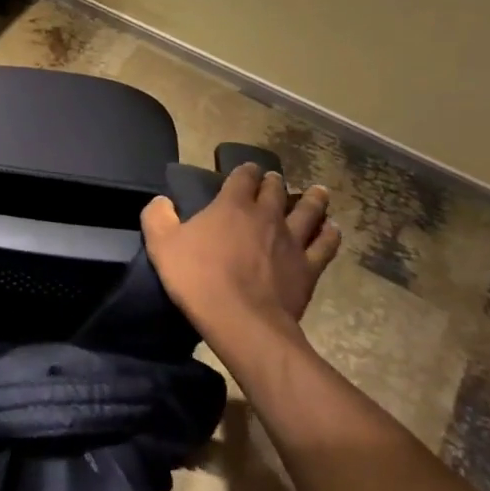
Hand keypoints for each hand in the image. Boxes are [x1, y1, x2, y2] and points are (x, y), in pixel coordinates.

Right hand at [140, 166, 341, 367]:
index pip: (242, 177)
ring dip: (312, 199)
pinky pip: (325, 245)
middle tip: (275, 180)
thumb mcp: (161, 244)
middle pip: (276, 190)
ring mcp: (291, 241)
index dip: (245, 171)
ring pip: (308, 211)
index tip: (246, 170)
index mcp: (231, 205)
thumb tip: (161, 201)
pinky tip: (332, 229)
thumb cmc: (197, 278)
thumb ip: (157, 217)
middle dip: (275, 182)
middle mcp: (266, 215)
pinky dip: (329, 234)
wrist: (240, 320)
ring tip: (317, 192)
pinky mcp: (308, 267)